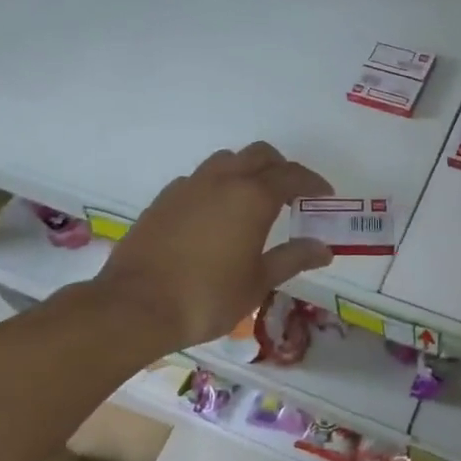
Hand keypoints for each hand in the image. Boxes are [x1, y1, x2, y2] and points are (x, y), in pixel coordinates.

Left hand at [96, 142, 334, 350]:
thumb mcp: (258, 282)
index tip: (324, 195)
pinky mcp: (164, 198)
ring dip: (246, 170)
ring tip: (252, 200)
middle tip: (291, 194)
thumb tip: (323, 249)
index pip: (292, 176)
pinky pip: (199, 178)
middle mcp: (223, 180)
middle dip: (280, 168)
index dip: (312, 183)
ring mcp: (189, 185)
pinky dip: (217, 185)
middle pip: (259, 155)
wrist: (136, 305)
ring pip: (226, 160)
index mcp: (252, 196)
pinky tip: (215, 215)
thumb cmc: (207, 296)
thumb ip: (293, 259)